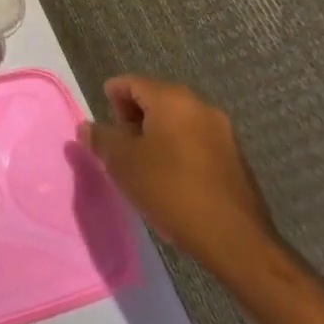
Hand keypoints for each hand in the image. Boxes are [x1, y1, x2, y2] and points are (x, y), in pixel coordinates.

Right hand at [78, 77, 277, 279]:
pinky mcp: (236, 159)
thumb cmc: (170, 189)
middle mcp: (200, 106)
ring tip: (143, 164)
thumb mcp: (122, 162)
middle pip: (156, 99)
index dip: (111, 97)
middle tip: (120, 145)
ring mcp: (223, 132)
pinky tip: (171, 178)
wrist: (235, 240)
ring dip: (157, 134)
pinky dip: (178, 149)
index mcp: (171, 99)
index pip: (131, 83)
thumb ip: (100, 138)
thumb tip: (87, 127)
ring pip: (178, 121)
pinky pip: (196, 141)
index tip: (103, 123)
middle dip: (134, 117)